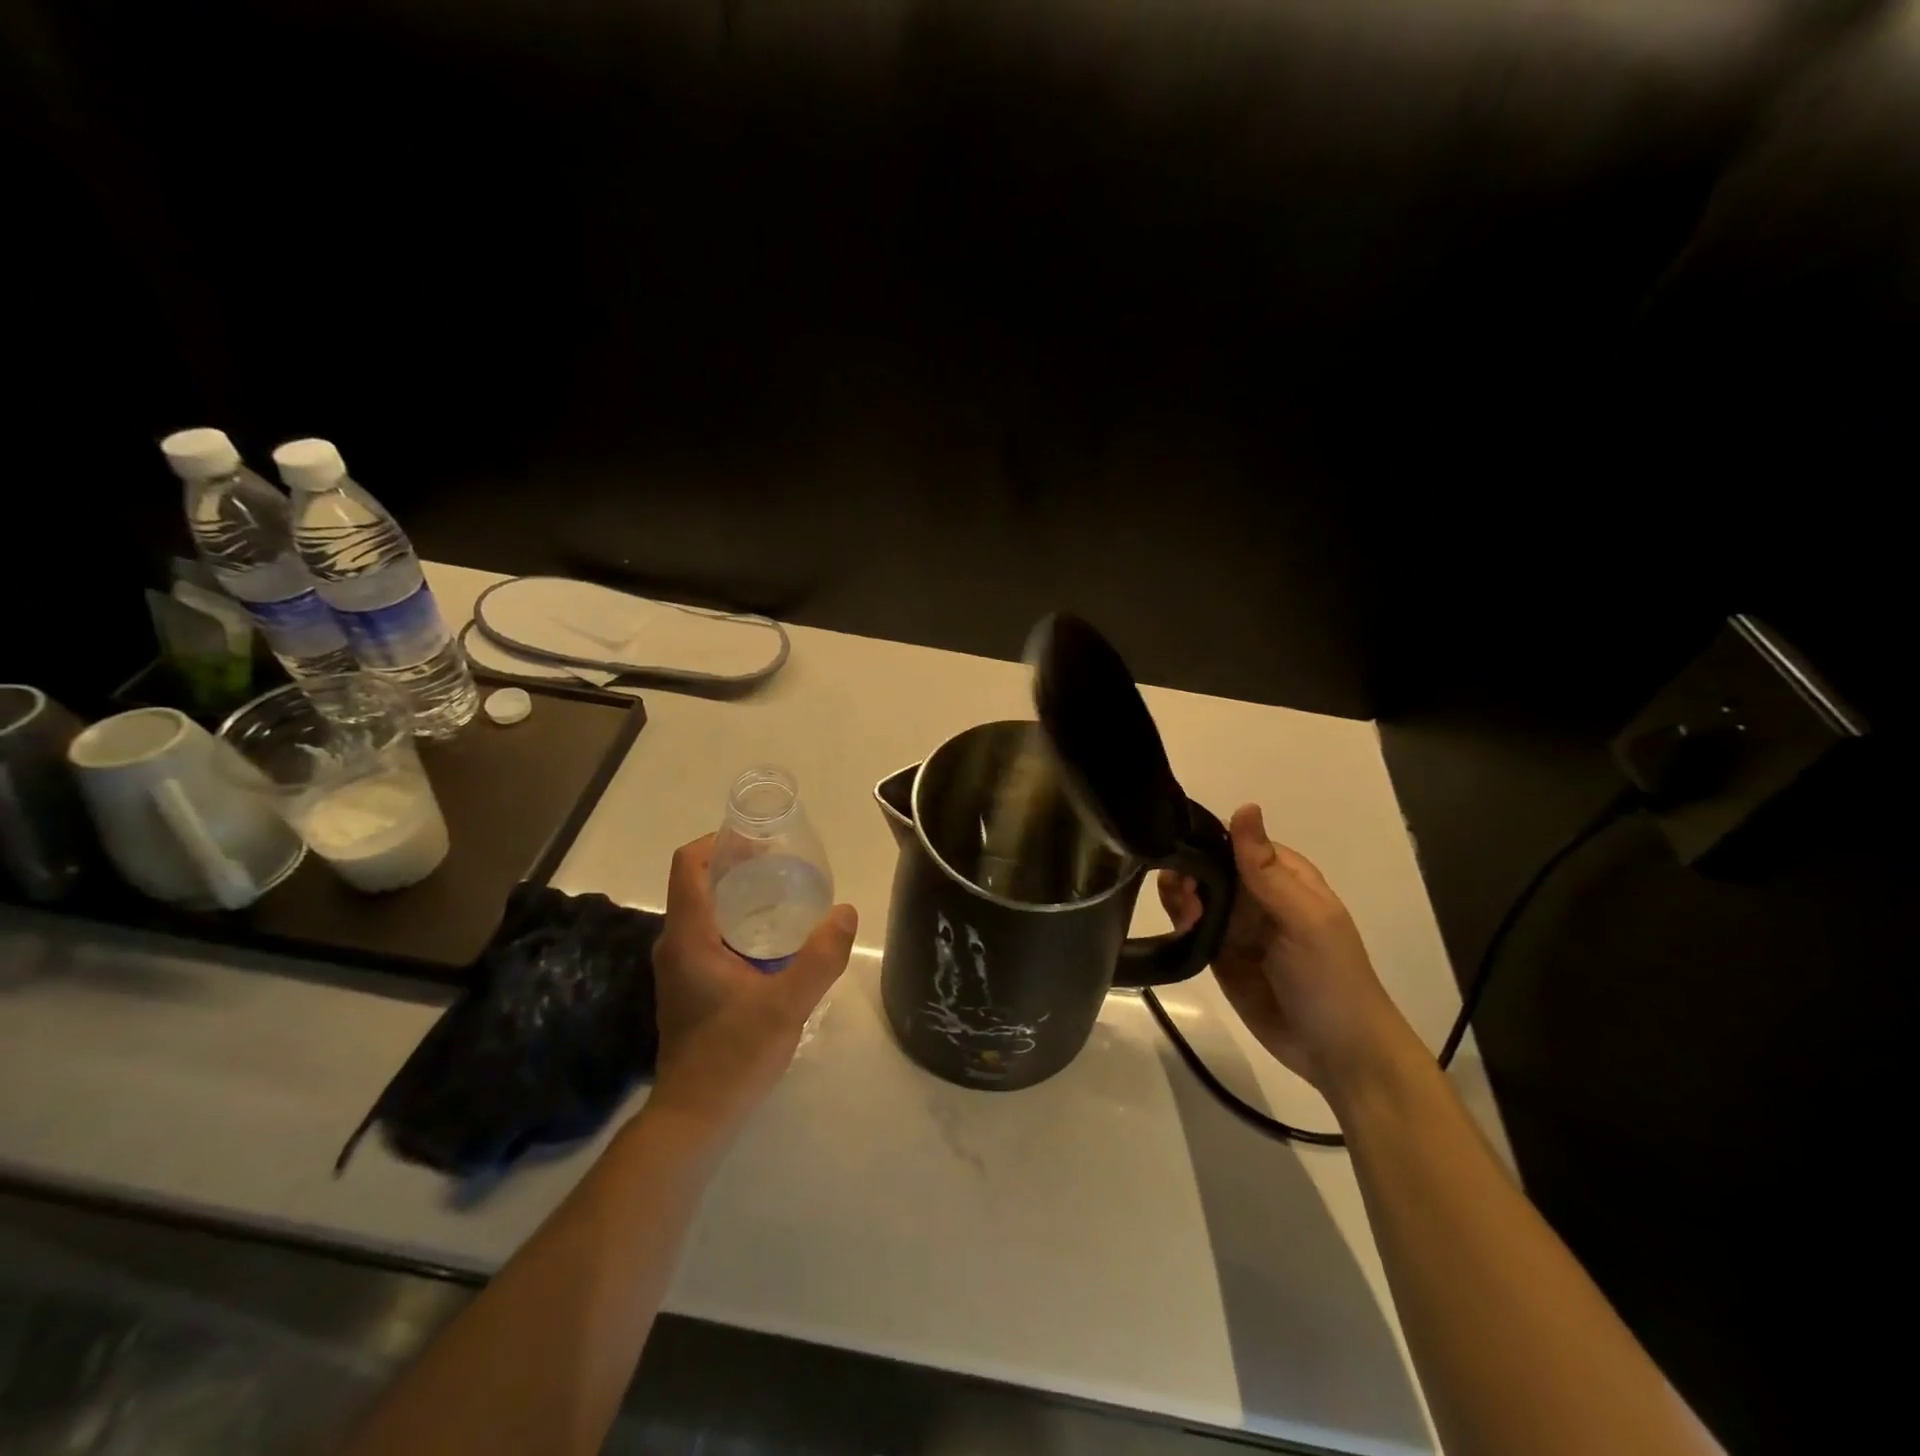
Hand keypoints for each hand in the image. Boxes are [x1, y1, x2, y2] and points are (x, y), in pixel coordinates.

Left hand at [649, 834, 858, 1133]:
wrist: (694, 1117)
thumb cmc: (734, 1056)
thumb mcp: (787, 1005)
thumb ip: (821, 957)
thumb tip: (847, 912)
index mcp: (688, 937)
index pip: (688, 865)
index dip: (718, 841)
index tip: (759, 839)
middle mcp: (675, 944)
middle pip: (698, 882)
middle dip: (737, 864)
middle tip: (784, 865)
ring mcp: (679, 966)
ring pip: (704, 909)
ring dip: (738, 893)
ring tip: (785, 893)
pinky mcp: (688, 985)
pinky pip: (709, 933)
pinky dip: (737, 920)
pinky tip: (774, 938)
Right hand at [1158, 804, 1416, 1095]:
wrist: (1338, 1055)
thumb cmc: (1331, 979)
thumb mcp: (1304, 919)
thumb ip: (1266, 868)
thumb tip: (1245, 806)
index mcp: (1283, 875)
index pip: (1234, 840)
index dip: (1205, 840)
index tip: (1181, 851)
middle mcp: (1256, 895)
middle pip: (1208, 865)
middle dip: (1187, 871)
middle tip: (1184, 898)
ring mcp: (1237, 925)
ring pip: (1194, 894)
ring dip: (1179, 896)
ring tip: (1186, 919)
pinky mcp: (1219, 955)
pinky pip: (1191, 927)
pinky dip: (1179, 922)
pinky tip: (1180, 929)